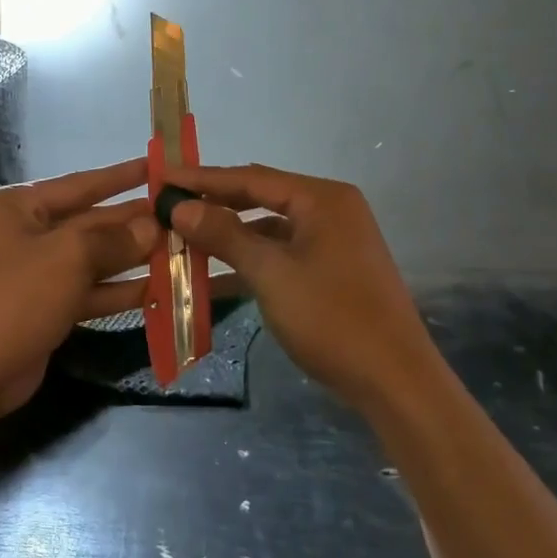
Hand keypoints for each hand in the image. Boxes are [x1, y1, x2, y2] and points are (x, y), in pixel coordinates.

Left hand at [0, 158, 158, 418]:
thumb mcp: (69, 256)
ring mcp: (33, 273)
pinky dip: (118, 290)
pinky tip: (158, 288)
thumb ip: (114, 238)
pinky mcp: (44, 307)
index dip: (120, 176)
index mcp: (16, 207)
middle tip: (179, 215)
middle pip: (88, 222)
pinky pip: (88, 291)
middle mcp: (23, 233)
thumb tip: (153, 227)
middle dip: (132, 222)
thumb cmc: (16, 296)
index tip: (156, 167)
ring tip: (179, 250)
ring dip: (132, 258)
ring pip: (92, 259)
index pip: (79, 184)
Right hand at [161, 163, 440, 408]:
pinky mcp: (332, 269)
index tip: (162, 178)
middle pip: (260, 198)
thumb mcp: (271, 274)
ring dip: (228, 237)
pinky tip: (214, 279)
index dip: (203, 179)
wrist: (394, 380)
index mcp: (321, 199)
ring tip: (182, 242)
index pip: (251, 177)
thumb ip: (225, 234)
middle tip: (167, 207)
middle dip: (214, 205)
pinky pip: (282, 255)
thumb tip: (181, 207)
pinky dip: (251, 263)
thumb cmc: (331, 318)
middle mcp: (330, 210)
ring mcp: (333, 241)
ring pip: (269, 229)